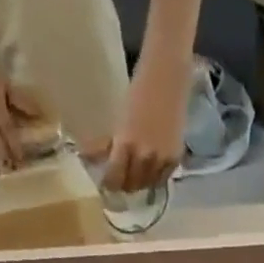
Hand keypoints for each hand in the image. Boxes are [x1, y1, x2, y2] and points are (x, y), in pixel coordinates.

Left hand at [85, 57, 187, 193]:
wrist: (167, 77)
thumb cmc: (139, 92)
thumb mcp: (119, 118)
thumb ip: (109, 142)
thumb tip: (88, 157)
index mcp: (126, 144)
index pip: (115, 176)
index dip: (109, 184)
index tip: (106, 185)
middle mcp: (145, 156)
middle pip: (132, 184)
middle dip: (124, 185)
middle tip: (121, 181)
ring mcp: (162, 159)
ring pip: (147, 185)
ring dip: (140, 184)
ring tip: (135, 178)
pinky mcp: (175, 158)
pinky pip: (162, 179)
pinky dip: (155, 178)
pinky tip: (150, 171)